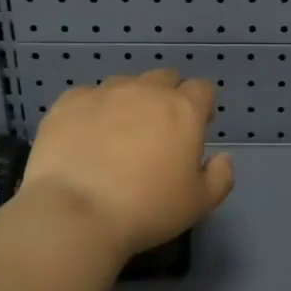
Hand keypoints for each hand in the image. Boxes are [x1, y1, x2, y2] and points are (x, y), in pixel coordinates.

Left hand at [21, 69, 234, 260]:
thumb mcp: (199, 203)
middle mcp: (145, 91)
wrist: (75, 213)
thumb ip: (220, 176)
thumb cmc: (147, 209)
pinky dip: (93, 110)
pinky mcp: (68, 103)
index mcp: (183, 110)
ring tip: (119, 134)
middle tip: (159, 132)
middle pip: (165, 78)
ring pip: (126, 84)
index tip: (196, 129)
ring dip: (130, 101)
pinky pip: (88, 96)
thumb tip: (223, 157)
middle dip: (168, 97)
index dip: (202, 106)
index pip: (203, 89)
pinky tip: (86, 136)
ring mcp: (104, 93)